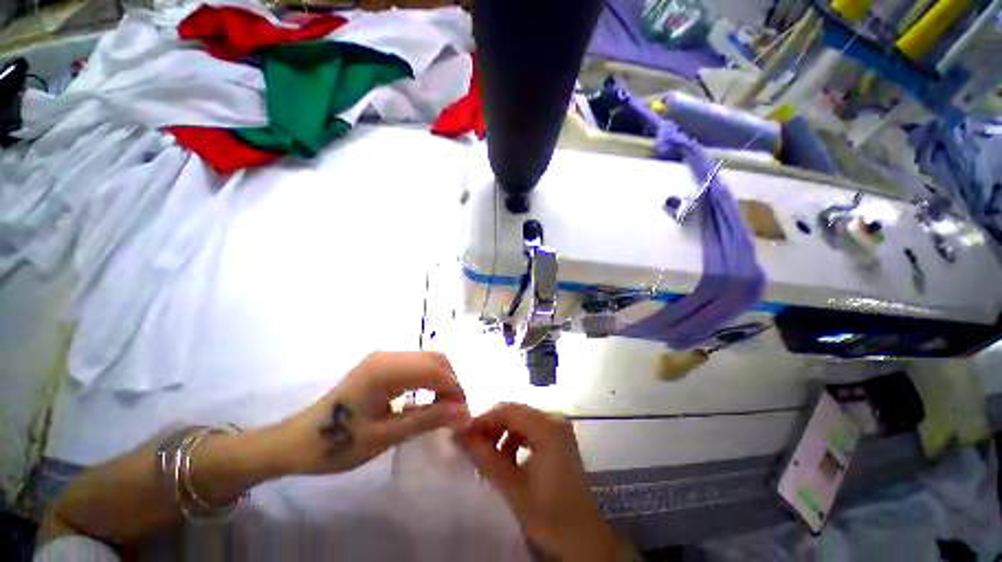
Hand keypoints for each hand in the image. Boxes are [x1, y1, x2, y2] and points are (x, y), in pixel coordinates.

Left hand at [264, 351, 470, 475]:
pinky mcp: (382, 365)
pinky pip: (417, 366)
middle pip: (435, 359)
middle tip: (455, 413)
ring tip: (445, 409)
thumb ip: (428, 419)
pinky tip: (429, 400)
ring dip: (442, 381)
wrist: (298, 441)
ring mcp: (384, 358)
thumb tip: (464, 413)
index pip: (435, 369)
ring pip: (428, 360)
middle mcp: (388, 355)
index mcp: (385, 369)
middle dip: (451, 383)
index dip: (454, 389)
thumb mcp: (386, 436)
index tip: (463, 415)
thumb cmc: (337, 443)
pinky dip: (430, 380)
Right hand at [455, 403, 622, 560]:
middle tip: (471, 445)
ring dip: (502, 433)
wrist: (583, 540)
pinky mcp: (559, 438)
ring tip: (487, 454)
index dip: (483, 420)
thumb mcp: (512, 486)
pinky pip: (531, 429)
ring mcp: (558, 427)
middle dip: (491, 427)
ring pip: (521, 420)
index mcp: (547, 427)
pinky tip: (506, 458)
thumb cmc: (548, 515)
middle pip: (515, 412)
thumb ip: (484, 456)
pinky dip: (515, 439)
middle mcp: (554, 419)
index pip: (508, 411)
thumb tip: (459, 435)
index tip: (462, 434)